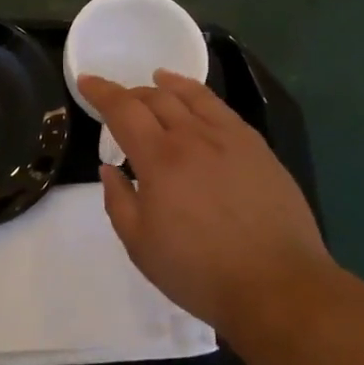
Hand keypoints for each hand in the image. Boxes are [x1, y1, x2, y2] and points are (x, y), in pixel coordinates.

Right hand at [79, 70, 333, 338]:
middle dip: (131, 92)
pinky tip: (199, 102)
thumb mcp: (140, 244)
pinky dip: (201, 96)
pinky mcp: (258, 149)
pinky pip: (223, 110)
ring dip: (167, 85)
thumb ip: (118, 200)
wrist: (277, 286)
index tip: (86, 81)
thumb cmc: (199, 271)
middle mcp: (193, 137)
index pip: (123, 110)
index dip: (101, 91)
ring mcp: (231, 139)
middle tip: (118, 99)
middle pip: (156, 98)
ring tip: (157, 79)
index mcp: (160, 159)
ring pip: (193, 96)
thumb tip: (110, 169)